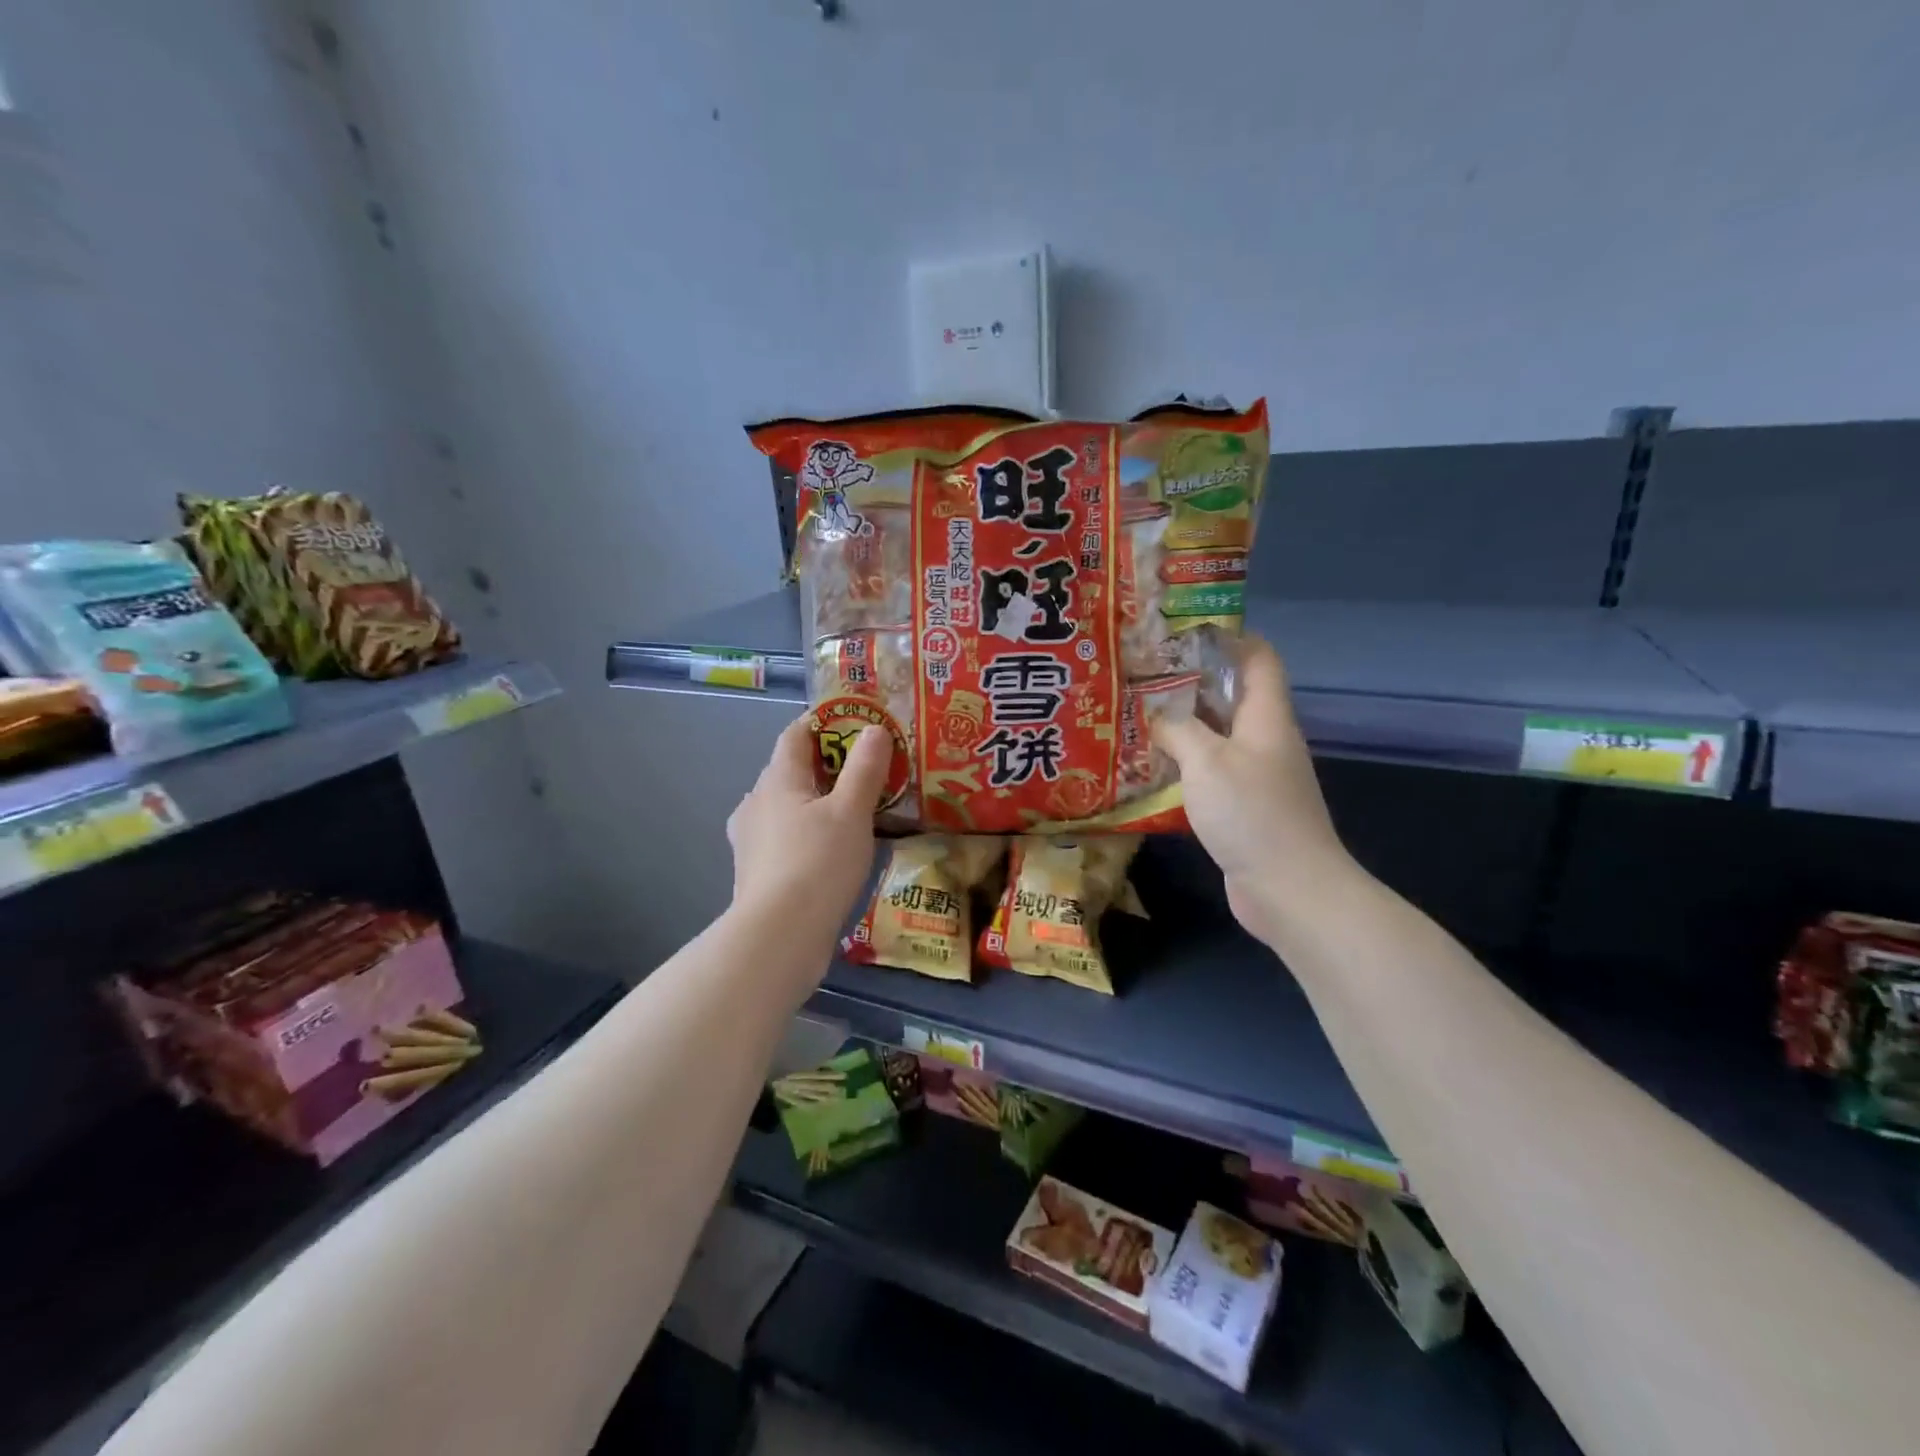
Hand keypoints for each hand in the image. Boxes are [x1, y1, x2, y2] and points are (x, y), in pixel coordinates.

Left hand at [726, 715, 891, 952]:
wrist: (779, 936)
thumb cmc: (818, 862)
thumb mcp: (852, 811)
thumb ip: (865, 768)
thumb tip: (875, 730)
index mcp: (776, 779)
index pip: (795, 735)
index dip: (823, 723)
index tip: (854, 723)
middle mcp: (755, 803)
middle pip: (789, 771)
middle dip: (824, 766)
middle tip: (863, 772)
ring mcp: (750, 840)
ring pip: (786, 807)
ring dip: (814, 803)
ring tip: (851, 813)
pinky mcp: (755, 872)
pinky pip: (784, 838)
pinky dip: (806, 834)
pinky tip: (830, 851)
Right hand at [1152, 637, 1354, 947]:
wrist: (1290, 889)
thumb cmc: (1252, 813)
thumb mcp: (1207, 761)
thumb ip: (1178, 730)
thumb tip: (1157, 716)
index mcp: (1267, 717)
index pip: (1258, 658)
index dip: (1228, 638)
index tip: (1182, 632)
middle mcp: (1265, 739)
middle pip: (1232, 695)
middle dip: (1190, 682)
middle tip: (1141, 675)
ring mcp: (1256, 775)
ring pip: (1217, 735)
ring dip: (1182, 725)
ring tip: (1136, 715)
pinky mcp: (1243, 807)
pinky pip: (1210, 771)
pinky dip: (1184, 764)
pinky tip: (1150, 767)